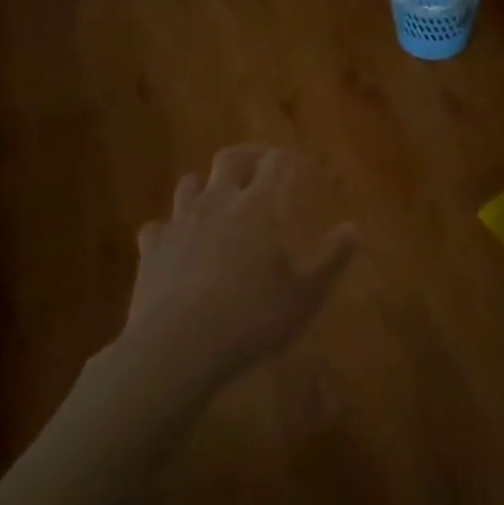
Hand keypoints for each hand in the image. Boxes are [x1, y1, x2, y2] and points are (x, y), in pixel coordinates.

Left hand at [112, 146, 356, 398]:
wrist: (175, 349)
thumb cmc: (250, 318)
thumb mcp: (305, 296)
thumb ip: (332, 259)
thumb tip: (353, 229)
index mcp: (259, 205)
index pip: (276, 162)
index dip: (287, 159)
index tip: (296, 165)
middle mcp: (219, 201)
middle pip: (230, 158)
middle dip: (247, 155)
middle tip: (259, 165)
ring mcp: (180, 222)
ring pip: (189, 183)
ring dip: (205, 185)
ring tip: (217, 199)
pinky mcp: (150, 249)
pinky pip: (158, 226)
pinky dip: (170, 228)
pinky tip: (177, 243)